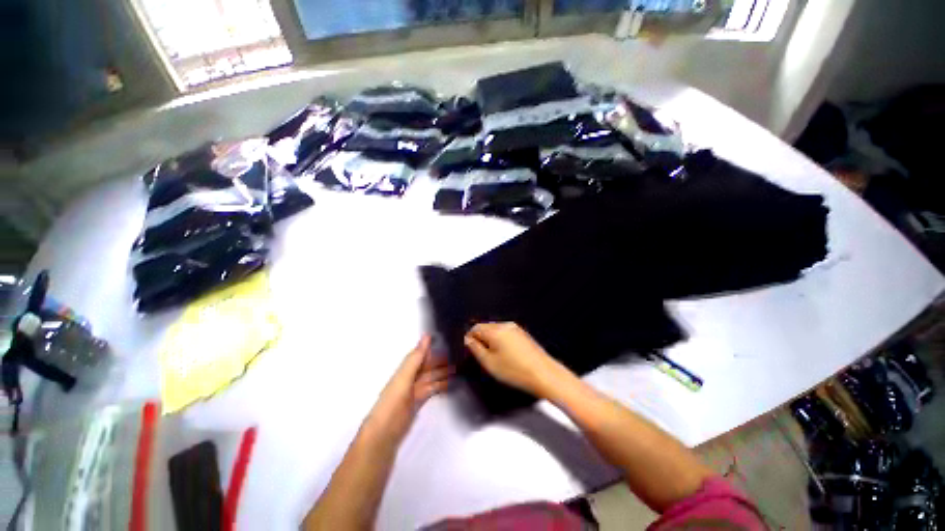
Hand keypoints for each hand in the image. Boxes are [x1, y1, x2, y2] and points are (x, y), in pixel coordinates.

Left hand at [364, 335, 450, 443]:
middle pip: (428, 366)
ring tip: (460, 369)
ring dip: (443, 373)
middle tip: (461, 356)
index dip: (434, 348)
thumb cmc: (392, 404)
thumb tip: (427, 336)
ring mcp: (414, 392)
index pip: (421, 355)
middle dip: (442, 361)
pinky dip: (441, 386)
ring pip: (431, 378)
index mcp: (405, 370)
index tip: (450, 341)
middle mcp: (410, 378)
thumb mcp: (404, 378)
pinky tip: (451, 385)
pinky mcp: (418, 404)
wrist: (382, 437)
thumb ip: (415, 358)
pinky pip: (432, 390)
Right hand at [464, 322, 567, 398]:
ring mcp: (515, 329)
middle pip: (485, 327)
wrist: (543, 374)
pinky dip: (502, 342)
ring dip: (491, 341)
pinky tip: (506, 356)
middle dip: (481, 339)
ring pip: (496, 331)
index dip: (469, 338)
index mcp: (495, 331)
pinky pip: (506, 334)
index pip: (475, 328)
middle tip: (481, 356)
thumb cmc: (517, 371)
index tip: (469, 348)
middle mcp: (505, 326)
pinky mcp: (522, 334)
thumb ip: (475, 349)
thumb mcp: (489, 363)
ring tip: (495, 359)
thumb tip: (468, 340)